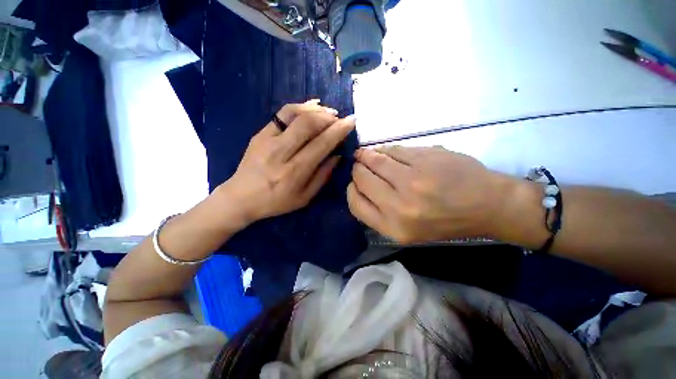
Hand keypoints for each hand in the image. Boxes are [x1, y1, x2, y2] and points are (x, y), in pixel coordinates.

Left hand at [220, 101, 356, 223]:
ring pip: (295, 114)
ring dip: (316, 110)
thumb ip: (323, 176)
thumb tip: (337, 155)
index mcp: (294, 172)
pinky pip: (282, 113)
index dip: (338, 131)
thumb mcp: (305, 198)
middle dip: (329, 117)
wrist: (241, 197)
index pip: (321, 144)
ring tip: (329, 112)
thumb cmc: (276, 202)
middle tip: (340, 118)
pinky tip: (311, 107)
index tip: (351, 122)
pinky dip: (299, 107)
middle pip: (308, 124)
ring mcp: (267, 140)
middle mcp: (281, 153)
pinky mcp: (259, 134)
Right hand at [347, 146, 507, 243]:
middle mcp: (399, 205)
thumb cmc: (444, 222)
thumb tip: (358, 187)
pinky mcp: (425, 158)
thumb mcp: (408, 231)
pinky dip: (385, 150)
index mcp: (393, 227)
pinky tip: (385, 152)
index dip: (351, 190)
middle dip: (357, 169)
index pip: (355, 203)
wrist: (487, 205)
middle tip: (360, 165)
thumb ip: (379, 213)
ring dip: (367, 155)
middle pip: (362, 178)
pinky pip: (393, 150)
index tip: (355, 183)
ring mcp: (413, 179)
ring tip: (366, 154)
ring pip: (375, 160)